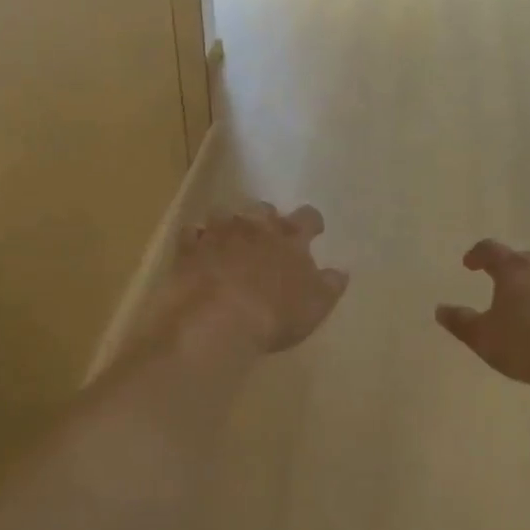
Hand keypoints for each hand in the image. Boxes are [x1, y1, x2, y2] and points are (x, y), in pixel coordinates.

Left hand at [162, 202, 347, 357]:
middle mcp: (255, 226)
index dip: (312, 223)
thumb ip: (330, 285)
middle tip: (268, 236)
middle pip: (264, 209)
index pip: (308, 217)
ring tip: (231, 240)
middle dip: (267, 219)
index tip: (314, 231)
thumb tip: (340, 272)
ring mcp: (219, 233)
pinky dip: (197, 238)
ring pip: (226, 213)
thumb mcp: (315, 305)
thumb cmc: (274, 313)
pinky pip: (192, 233)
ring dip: (230, 224)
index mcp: (290, 237)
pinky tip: (199, 250)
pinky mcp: (188, 248)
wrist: (215, 320)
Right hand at [435, 240, 529, 392]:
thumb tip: (441, 309)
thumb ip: (461, 322)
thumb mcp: (484, 339)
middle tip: (501, 283)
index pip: (491, 250)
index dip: (477, 255)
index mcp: (515, 270)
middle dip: (510, 267)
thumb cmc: (528, 347)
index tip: (469, 264)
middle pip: (524, 258)